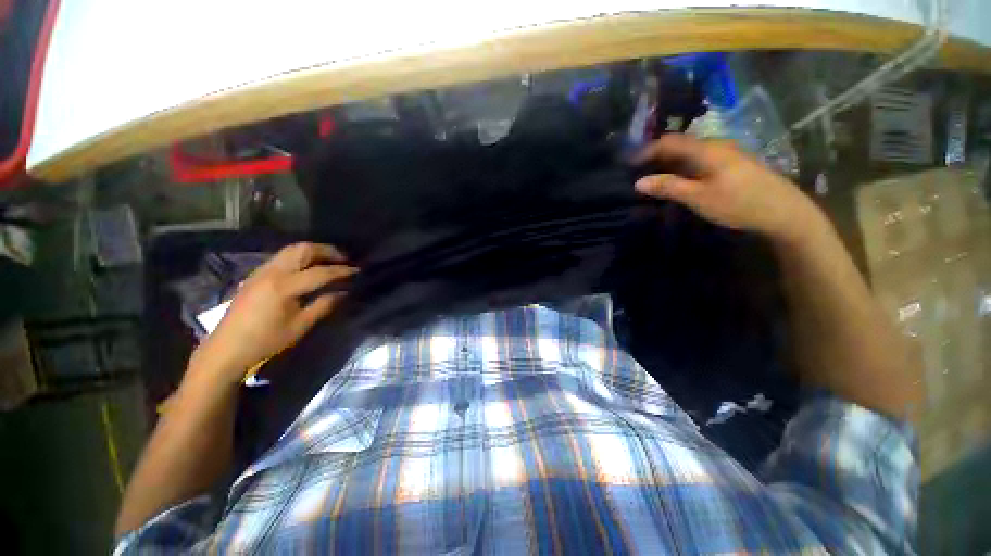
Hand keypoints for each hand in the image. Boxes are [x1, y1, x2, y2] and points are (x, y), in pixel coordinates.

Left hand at [189, 242, 355, 384]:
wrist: (227, 349)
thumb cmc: (266, 341)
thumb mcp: (301, 326)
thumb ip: (325, 305)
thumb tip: (344, 292)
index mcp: (284, 286)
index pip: (321, 272)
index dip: (342, 271)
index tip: (358, 270)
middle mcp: (272, 272)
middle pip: (304, 250)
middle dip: (328, 251)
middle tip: (345, 259)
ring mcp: (262, 271)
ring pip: (292, 250)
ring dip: (314, 251)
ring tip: (330, 260)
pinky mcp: (256, 275)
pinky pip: (283, 257)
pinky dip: (300, 256)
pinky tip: (309, 267)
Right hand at [633, 134, 822, 243]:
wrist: (783, 211)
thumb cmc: (738, 203)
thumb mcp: (698, 197)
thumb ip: (668, 187)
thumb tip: (638, 182)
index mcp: (706, 149)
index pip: (669, 142)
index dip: (647, 150)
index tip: (628, 164)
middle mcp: (716, 145)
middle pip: (679, 144)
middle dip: (656, 156)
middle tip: (638, 172)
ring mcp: (726, 153)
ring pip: (690, 152)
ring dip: (669, 162)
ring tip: (654, 177)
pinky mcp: (732, 163)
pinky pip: (699, 159)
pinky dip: (683, 167)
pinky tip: (679, 180)